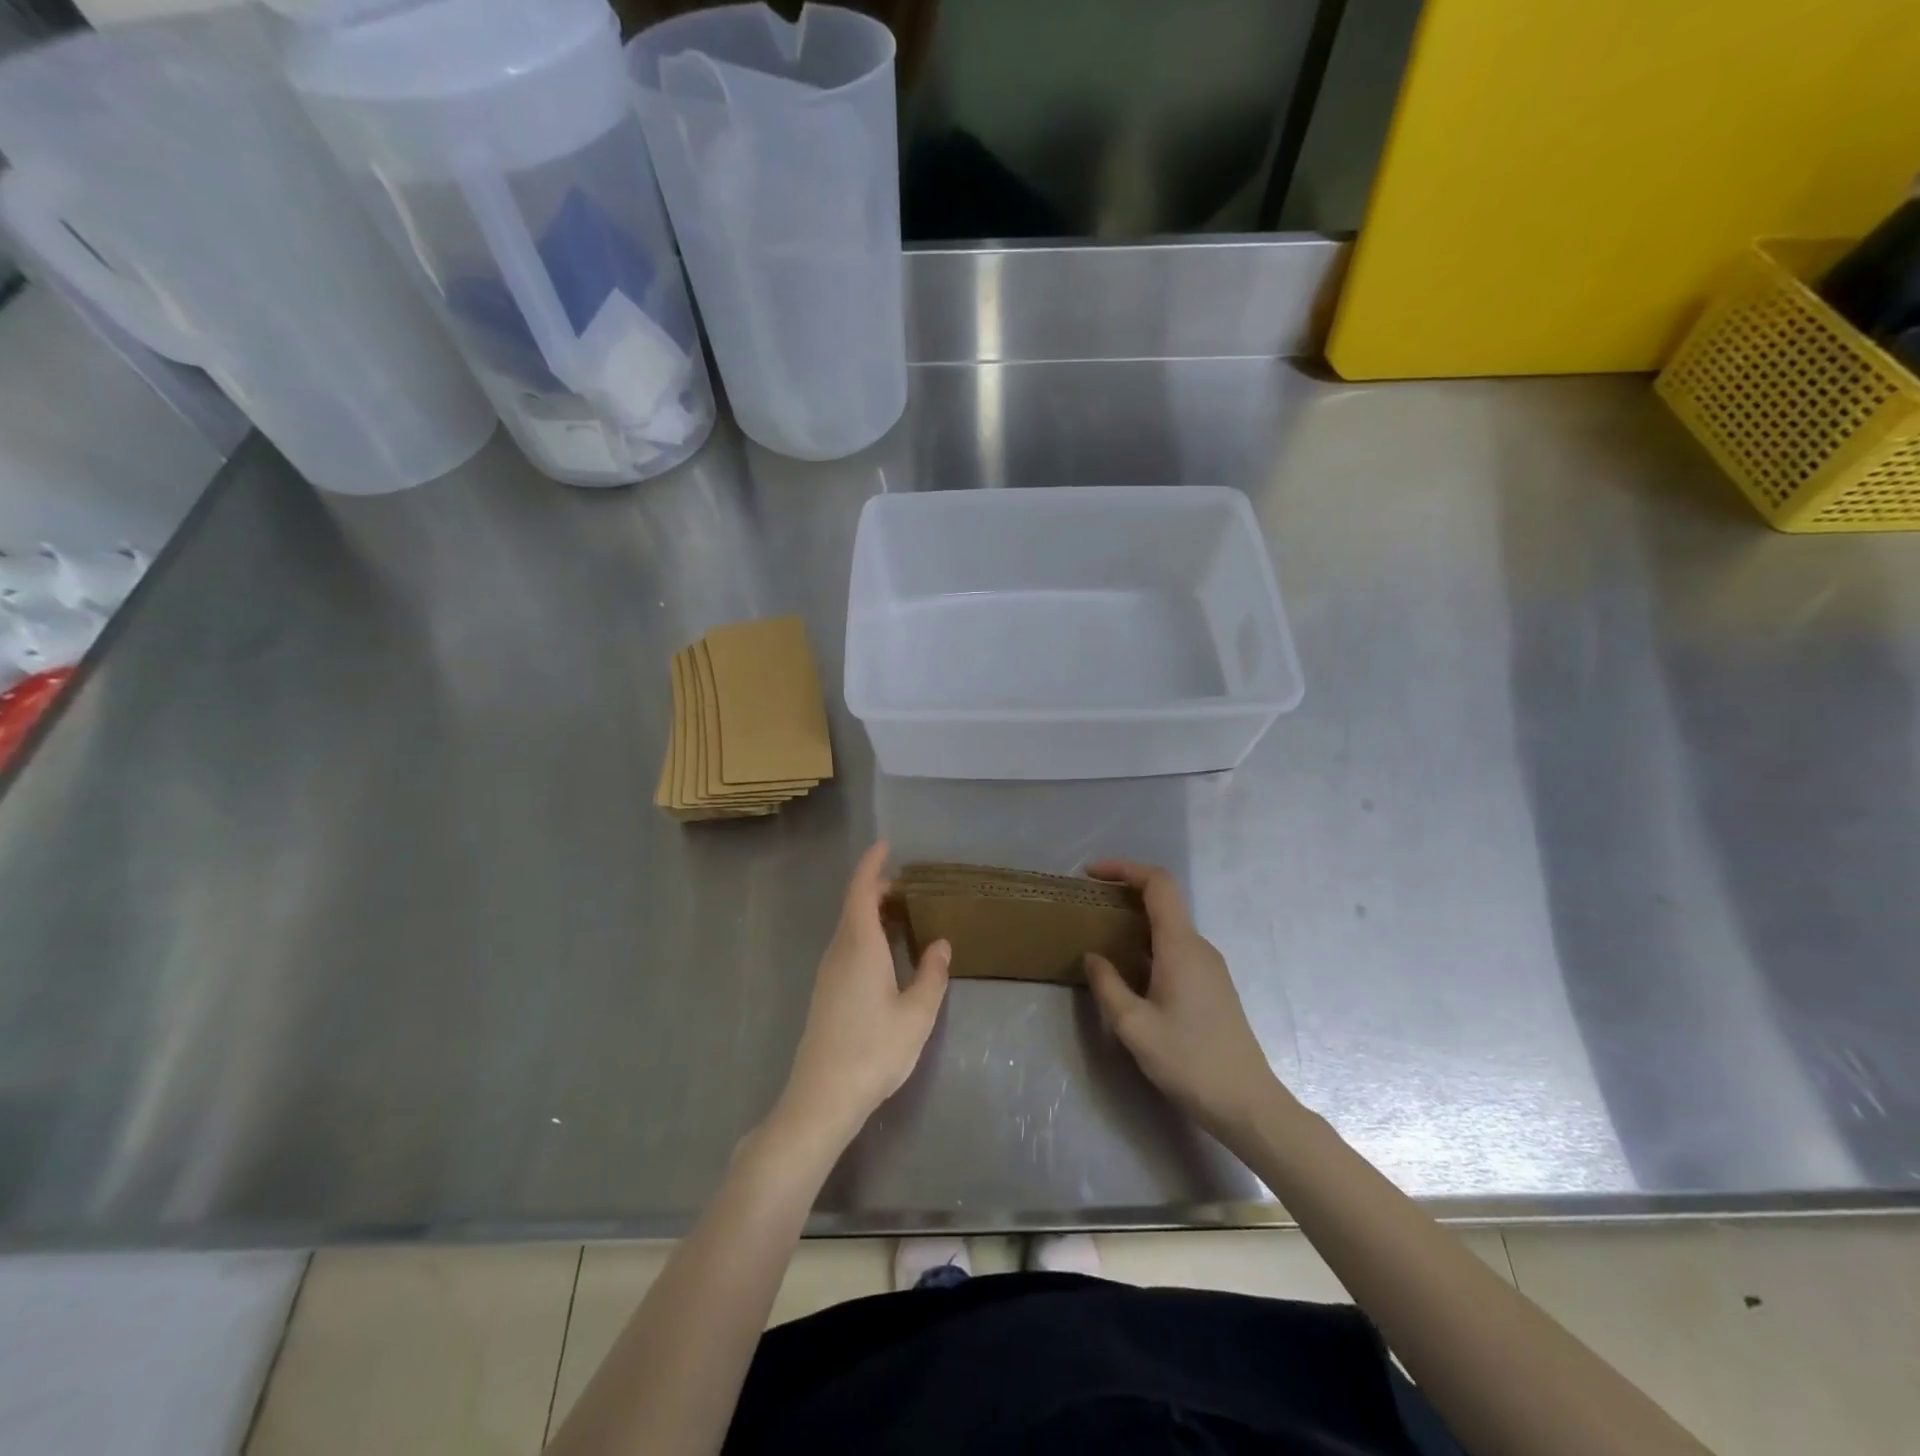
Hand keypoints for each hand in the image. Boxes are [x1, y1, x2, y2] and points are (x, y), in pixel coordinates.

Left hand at [771, 841, 949, 1150]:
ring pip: (850, 928)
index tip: (885, 845)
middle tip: (910, 888)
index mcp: (859, 946)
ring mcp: (828, 973)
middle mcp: (839, 952)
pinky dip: (867, 935)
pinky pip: (847, 947)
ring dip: (872, 913)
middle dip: (878, 890)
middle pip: (854, 906)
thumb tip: (939, 943)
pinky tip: (887, 955)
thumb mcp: (917, 1014)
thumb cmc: (874, 1050)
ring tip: (904, 916)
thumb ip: (932, 974)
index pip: (861, 891)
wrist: (823, 1097)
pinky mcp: (826, 993)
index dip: (871, 865)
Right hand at [1084, 860, 1293, 1142]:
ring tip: (1100, 938)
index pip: (1158, 884)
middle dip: (1124, 894)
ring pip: (1168, 928)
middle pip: (1163, 901)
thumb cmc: (1188, 1061)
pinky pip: (1176, 949)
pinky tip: (1129, 971)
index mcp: (1180, 946)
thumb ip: (1108, 985)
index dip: (1124, 868)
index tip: (1091, 874)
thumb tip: (1093, 956)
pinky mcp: (1212, 986)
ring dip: (1135, 923)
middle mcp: (1198, 947)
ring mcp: (1209, 966)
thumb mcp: (1134, 1026)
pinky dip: (1148, 945)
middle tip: (1088, 907)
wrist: (1247, 1104)